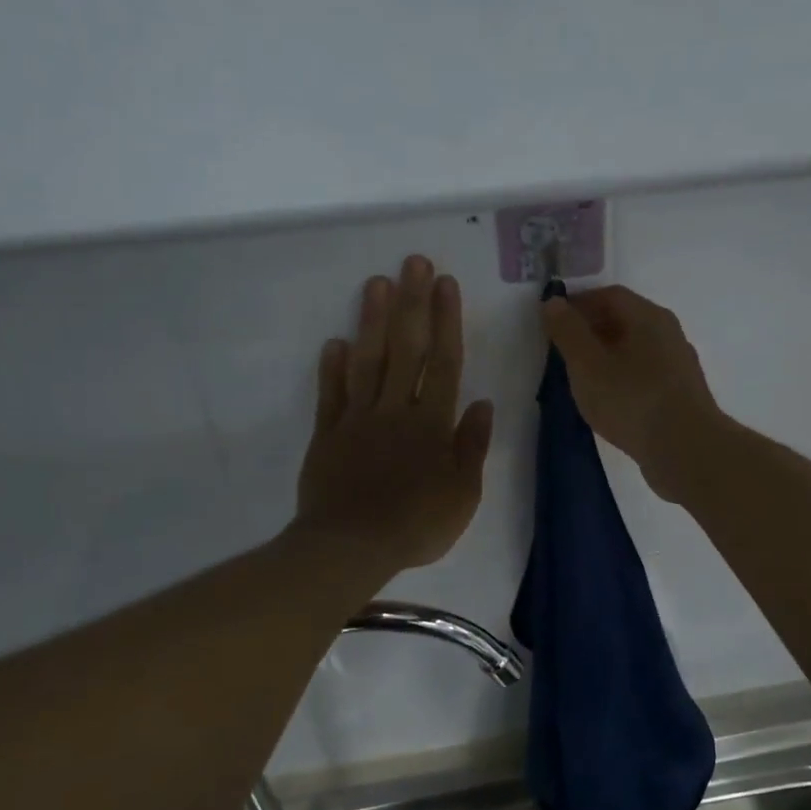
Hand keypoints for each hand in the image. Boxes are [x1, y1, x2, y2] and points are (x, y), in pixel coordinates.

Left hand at [295, 256, 494, 571]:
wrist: (351, 547)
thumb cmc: (416, 524)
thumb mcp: (463, 494)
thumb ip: (472, 446)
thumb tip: (482, 403)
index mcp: (432, 423)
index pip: (443, 362)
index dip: (446, 321)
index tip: (445, 284)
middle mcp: (396, 409)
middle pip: (406, 348)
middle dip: (411, 303)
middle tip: (412, 262)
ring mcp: (358, 418)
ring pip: (367, 360)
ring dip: (371, 320)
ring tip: (376, 283)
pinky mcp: (327, 434)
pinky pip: (331, 394)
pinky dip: (332, 367)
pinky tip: (335, 341)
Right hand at [541, 285, 722, 501]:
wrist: (686, 451)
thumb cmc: (632, 400)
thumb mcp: (587, 364)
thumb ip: (568, 331)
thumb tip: (553, 302)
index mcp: (649, 317)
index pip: (609, 295)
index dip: (578, 304)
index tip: (552, 323)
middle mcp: (668, 333)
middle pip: (624, 320)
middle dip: (590, 330)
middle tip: (561, 352)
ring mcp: (678, 366)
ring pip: (635, 350)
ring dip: (606, 358)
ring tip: (580, 379)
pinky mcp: (680, 396)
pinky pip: (644, 376)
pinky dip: (621, 380)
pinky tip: (608, 402)